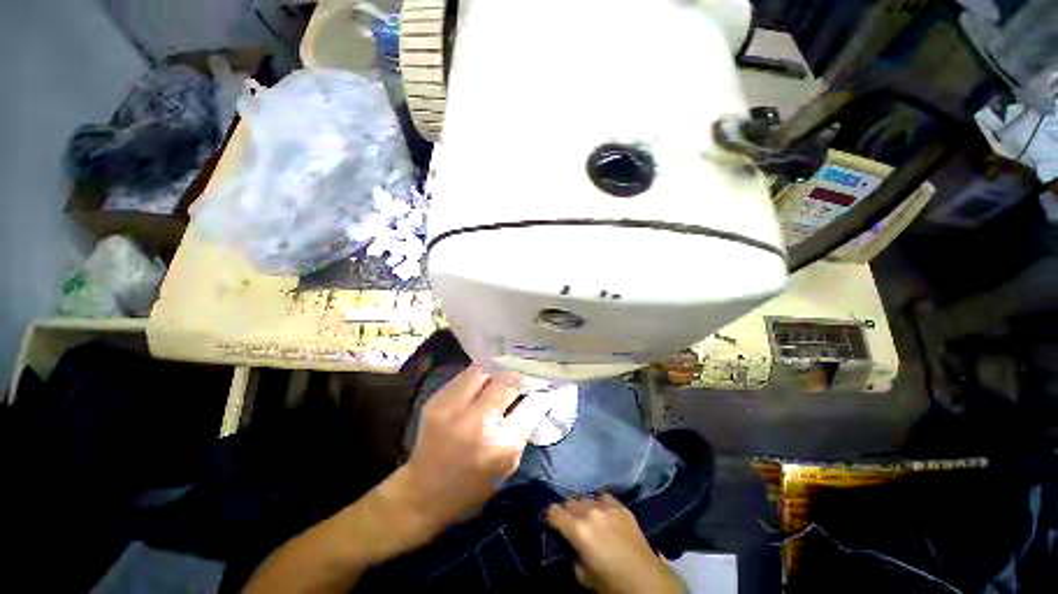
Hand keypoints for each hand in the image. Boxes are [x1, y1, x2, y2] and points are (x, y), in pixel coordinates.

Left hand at [402, 366, 550, 527]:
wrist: (422, 493)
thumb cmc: (472, 487)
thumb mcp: (507, 466)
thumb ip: (522, 430)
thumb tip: (535, 398)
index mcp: (500, 446)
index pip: (531, 405)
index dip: (540, 392)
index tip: (544, 385)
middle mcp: (478, 422)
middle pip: (508, 382)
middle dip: (520, 377)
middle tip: (524, 376)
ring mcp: (454, 407)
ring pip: (485, 370)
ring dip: (498, 371)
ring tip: (503, 373)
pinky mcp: (437, 400)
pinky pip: (465, 375)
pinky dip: (479, 375)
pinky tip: (483, 379)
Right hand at [547, 494, 683, 593]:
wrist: (646, 579)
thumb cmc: (611, 582)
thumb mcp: (582, 575)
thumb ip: (571, 553)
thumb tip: (569, 542)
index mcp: (578, 529)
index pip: (553, 511)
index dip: (550, 517)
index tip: (551, 524)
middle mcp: (590, 511)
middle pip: (568, 501)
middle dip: (566, 511)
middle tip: (570, 524)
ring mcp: (607, 506)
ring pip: (585, 497)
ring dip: (582, 507)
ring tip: (587, 518)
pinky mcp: (620, 505)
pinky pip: (602, 497)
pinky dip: (599, 503)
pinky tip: (602, 513)